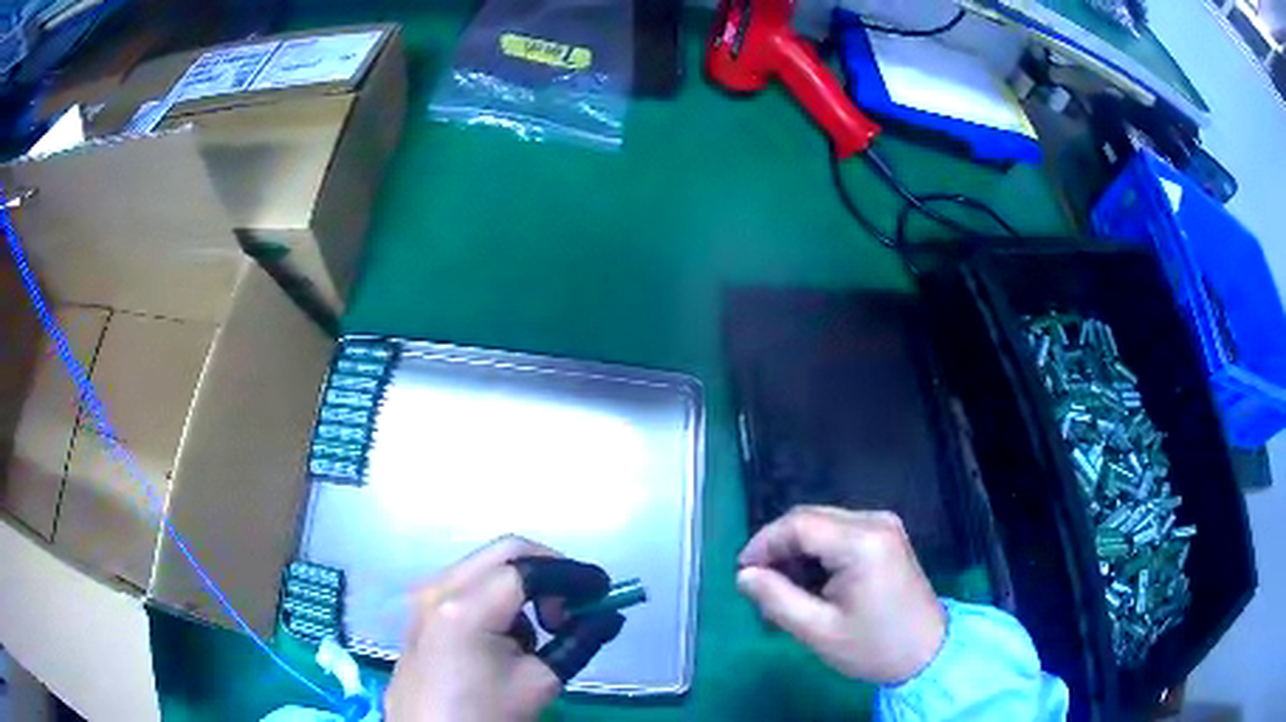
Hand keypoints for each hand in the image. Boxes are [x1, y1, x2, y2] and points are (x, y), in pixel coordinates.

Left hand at [385, 536, 624, 721]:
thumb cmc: (485, 715)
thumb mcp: (539, 682)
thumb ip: (578, 641)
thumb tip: (610, 617)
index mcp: (466, 608)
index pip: (530, 569)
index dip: (573, 575)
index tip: (604, 591)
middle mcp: (440, 588)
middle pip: (505, 552)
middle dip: (550, 570)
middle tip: (575, 604)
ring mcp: (426, 596)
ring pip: (486, 565)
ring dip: (523, 584)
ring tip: (542, 628)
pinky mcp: (423, 609)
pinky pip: (468, 583)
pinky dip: (499, 595)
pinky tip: (507, 636)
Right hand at [736, 506, 945, 684]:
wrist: (927, 653)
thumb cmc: (873, 646)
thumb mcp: (817, 631)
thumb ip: (776, 599)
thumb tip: (744, 575)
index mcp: (862, 542)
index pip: (798, 524)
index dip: (764, 543)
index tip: (742, 573)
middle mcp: (875, 521)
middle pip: (810, 519)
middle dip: (779, 550)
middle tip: (761, 587)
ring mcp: (884, 526)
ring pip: (822, 525)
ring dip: (797, 553)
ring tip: (785, 593)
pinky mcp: (887, 536)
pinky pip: (840, 533)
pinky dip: (818, 555)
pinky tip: (812, 585)